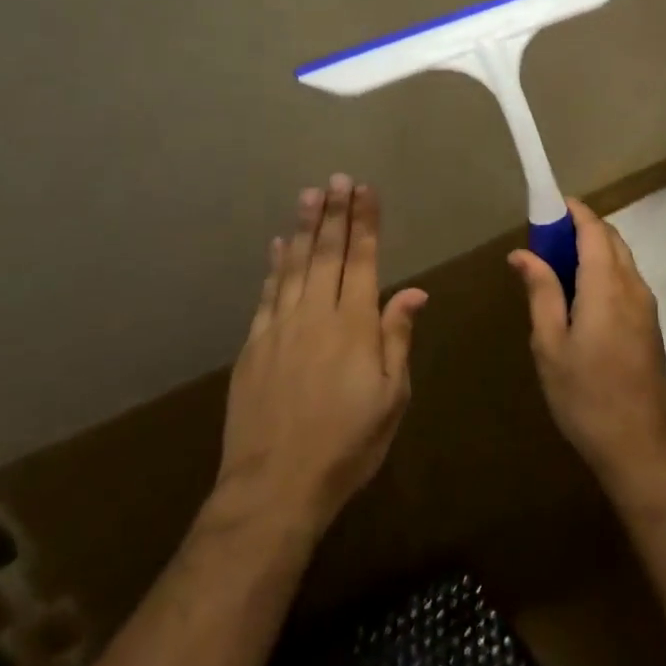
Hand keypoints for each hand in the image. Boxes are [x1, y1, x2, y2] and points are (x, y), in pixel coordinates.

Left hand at [213, 176, 426, 536]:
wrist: (274, 486)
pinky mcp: (253, 345)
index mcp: (354, 325)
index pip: (363, 260)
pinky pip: (266, 293)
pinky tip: (276, 246)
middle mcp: (316, 314)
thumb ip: (397, 339)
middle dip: (334, 213)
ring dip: (303, 228)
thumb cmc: (347, 445)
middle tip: (337, 178)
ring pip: (293, 265)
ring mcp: (279, 327)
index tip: (366, 190)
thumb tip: (412, 292)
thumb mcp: (391, 398)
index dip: (365, 223)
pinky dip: (273, 266)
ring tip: (309, 195)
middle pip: (327, 253)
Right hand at [509, 199, 665, 491]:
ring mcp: (646, 306)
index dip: (573, 211)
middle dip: (581, 228)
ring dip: (593, 249)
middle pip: (611, 239)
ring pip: (621, 259)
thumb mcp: (550, 345)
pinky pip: (626, 280)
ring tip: (557, 265)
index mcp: (606, 286)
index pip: (593, 230)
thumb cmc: (585, 396)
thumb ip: (541, 292)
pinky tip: (581, 295)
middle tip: (545, 238)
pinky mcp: (650, 325)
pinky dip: (604, 270)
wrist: (641, 446)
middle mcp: (633, 286)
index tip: (548, 205)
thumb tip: (523, 253)